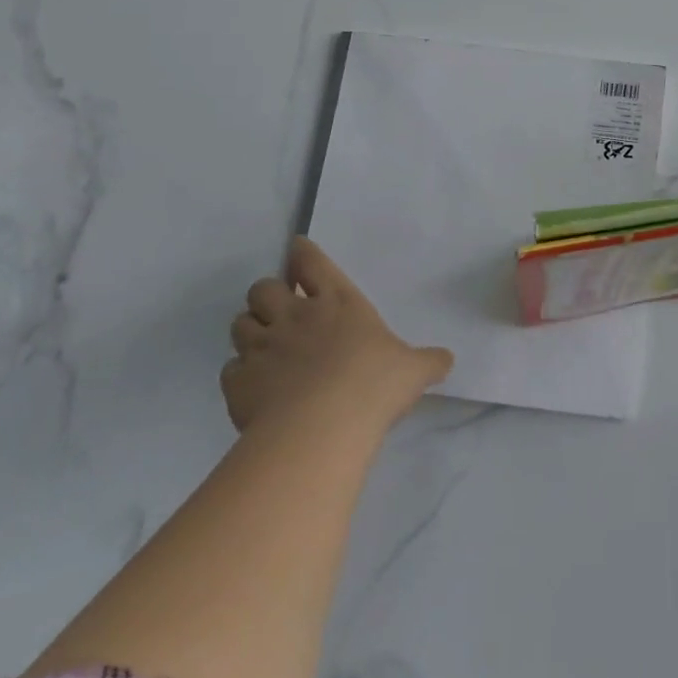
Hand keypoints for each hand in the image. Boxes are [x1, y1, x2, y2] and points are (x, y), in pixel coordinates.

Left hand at [223, 237, 453, 435]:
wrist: (322, 426)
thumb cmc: (373, 384)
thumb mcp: (413, 370)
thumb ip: (429, 361)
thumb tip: (447, 359)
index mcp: (337, 302)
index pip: (311, 262)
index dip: (301, 254)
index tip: (296, 251)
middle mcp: (295, 316)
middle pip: (263, 288)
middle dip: (267, 295)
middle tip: (279, 311)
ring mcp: (263, 347)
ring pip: (240, 324)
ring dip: (250, 330)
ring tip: (263, 347)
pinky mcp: (239, 382)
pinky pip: (230, 369)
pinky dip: (240, 374)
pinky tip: (255, 387)